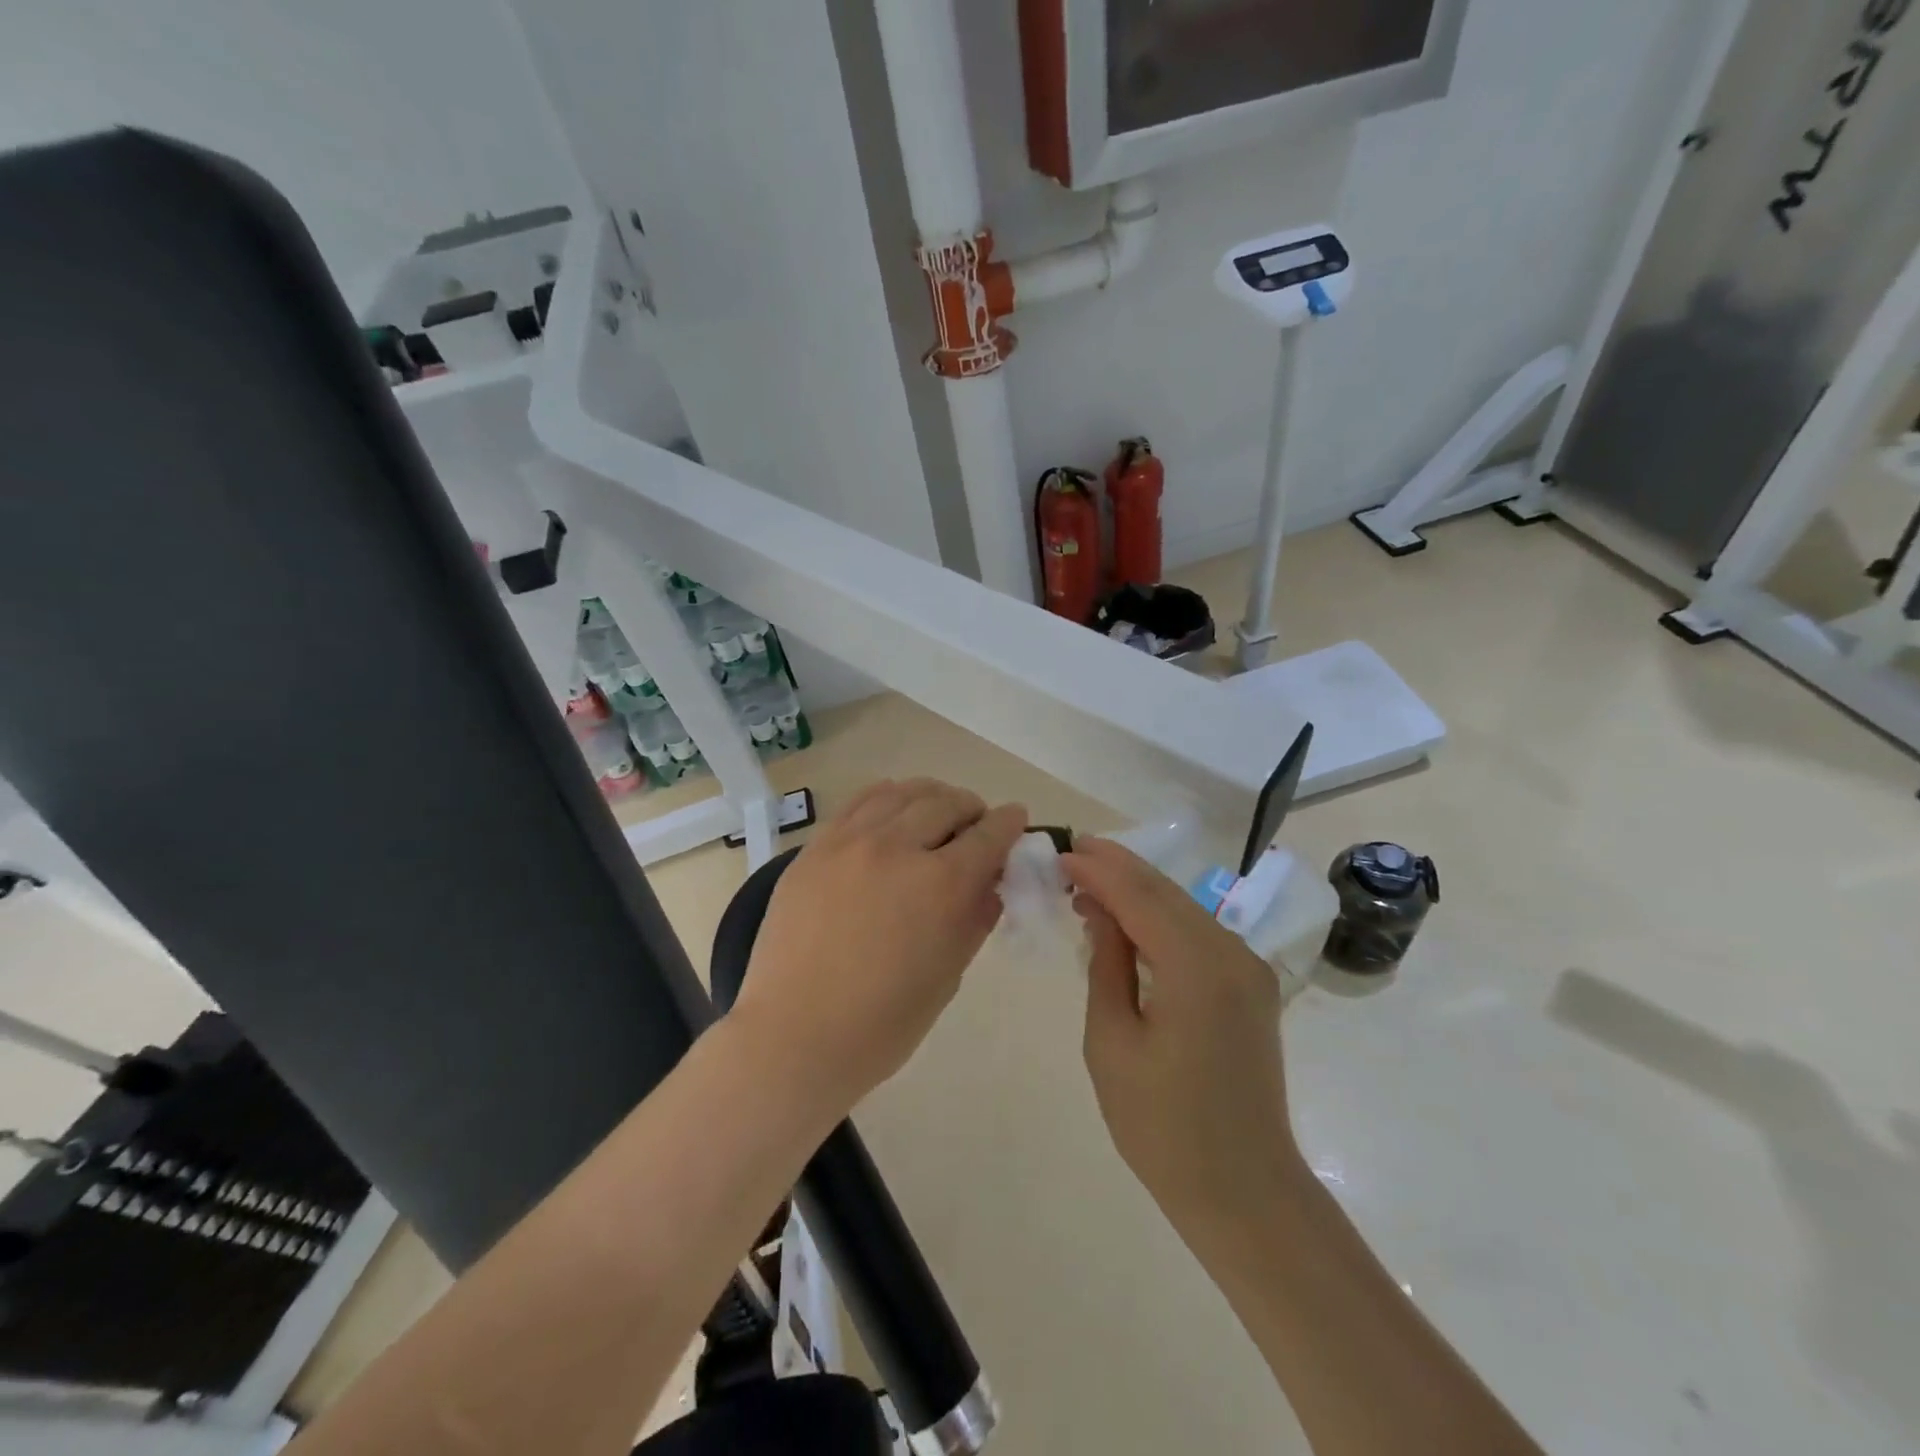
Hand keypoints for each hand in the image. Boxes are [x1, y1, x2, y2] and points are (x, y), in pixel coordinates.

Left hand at [731, 779, 1027, 1115]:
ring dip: (930, 797)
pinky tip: (892, 812)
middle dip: (971, 810)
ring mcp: (849, 842)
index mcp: (939, 885)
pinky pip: (859, 803)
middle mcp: (896, 848)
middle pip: (946, 804)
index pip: (987, 835)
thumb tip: (990, 883)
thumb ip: (974, 918)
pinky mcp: (815, 848)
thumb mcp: (947, 975)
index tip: (1016, 818)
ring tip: (936, 813)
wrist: (793, 1036)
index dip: (1008, 823)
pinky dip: (887, 799)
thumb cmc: (881, 1024)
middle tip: (976, 826)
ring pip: (901, 793)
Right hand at [1063, 838, 1305, 1233]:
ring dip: (1138, 891)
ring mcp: (1247, 968)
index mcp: (1197, 967)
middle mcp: (1231, 953)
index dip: (1097, 870)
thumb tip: (1101, 911)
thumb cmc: (1162, 1126)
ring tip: (1089, 882)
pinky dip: (1160, 918)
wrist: (1244, 1192)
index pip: (1139, 896)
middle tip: (1072, 852)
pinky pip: (1198, 934)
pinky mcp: (1250, 985)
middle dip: (1117, 867)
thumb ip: (1107, 964)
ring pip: (1184, 908)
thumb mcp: (1112, 1042)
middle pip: (1166, 892)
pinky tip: (1128, 921)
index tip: (1059, 852)